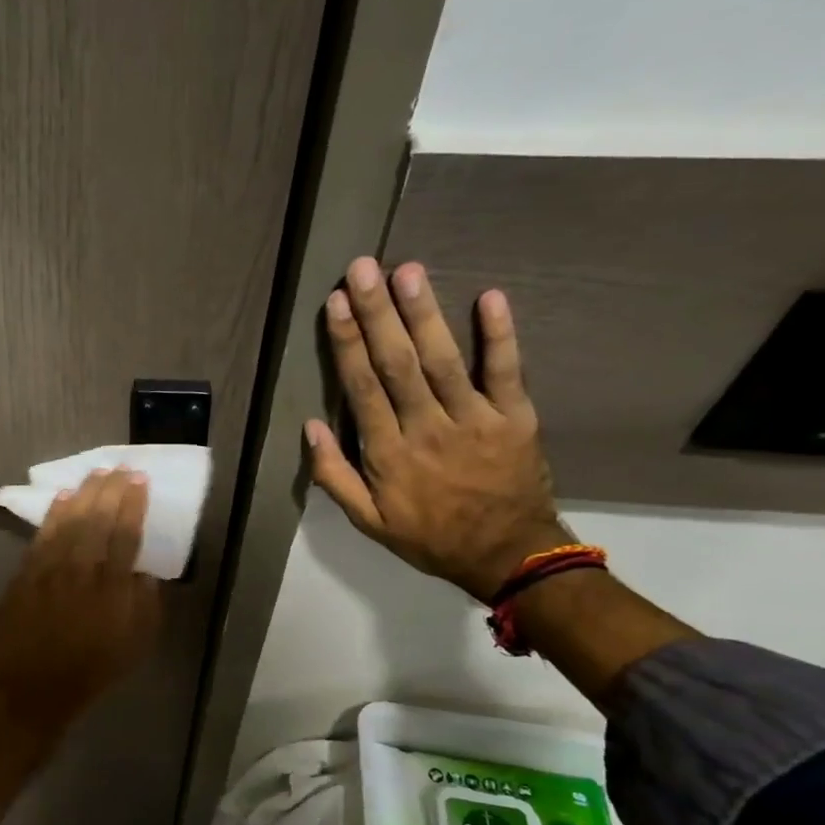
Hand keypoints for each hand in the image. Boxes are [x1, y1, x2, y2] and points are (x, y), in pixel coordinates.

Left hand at [0, 467, 162, 732]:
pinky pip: (42, 536)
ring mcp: (49, 570)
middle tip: (119, 467)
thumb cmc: (89, 673)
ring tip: (95, 473)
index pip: (126, 534)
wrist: (29, 690)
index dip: (133, 504)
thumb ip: (145, 605)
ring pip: (68, 521)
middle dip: (110, 489)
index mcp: (113, 590)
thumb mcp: (134, 647)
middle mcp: (81, 571)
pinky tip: (62, 498)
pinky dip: (53, 514)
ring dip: (83, 493)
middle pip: (97, 519)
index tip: (139, 480)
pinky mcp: (25, 574)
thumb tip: (145, 571)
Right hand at [305, 257, 569, 601]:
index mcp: (389, 453)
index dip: (347, 343)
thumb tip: (309, 427)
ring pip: (444, 359)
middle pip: (398, 363)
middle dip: (377, 313)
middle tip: (362, 268)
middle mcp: (427, 428)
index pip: (362, 388)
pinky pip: (507, 371)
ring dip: (424, 313)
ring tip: (407, 270)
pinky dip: (500, 334)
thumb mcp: (368, 521)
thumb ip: (334, 476)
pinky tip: (489, 296)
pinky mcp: (516, 417)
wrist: (507, 556)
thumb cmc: (429, 537)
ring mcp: (474, 420)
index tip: (334, 304)